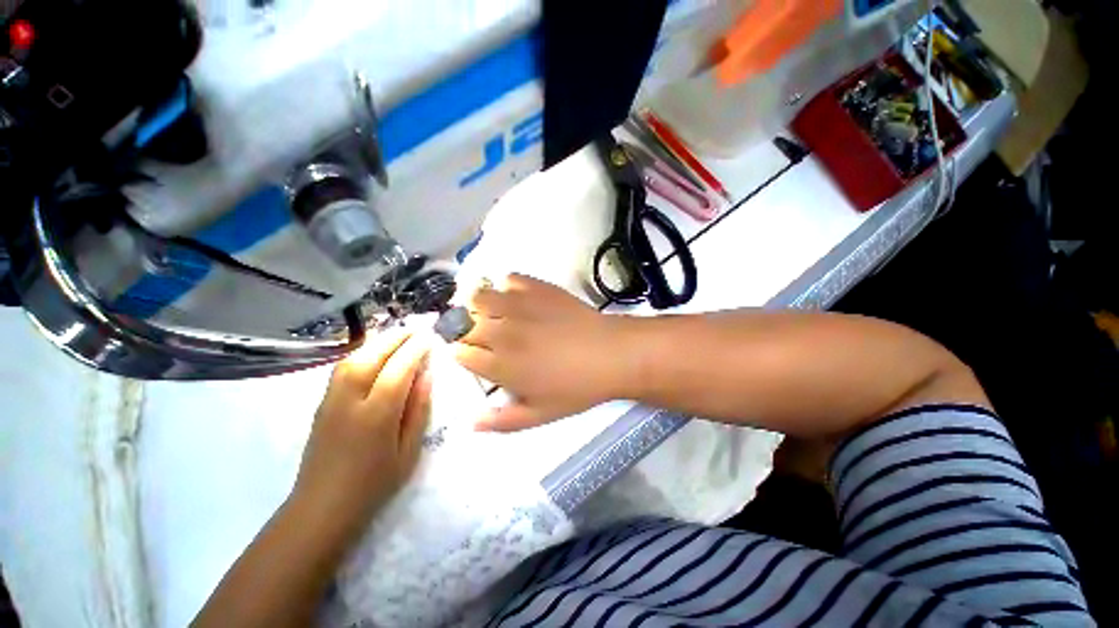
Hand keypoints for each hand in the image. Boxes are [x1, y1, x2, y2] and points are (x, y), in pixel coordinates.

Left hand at [294, 329, 431, 532]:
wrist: (321, 509)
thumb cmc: (374, 484)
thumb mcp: (408, 451)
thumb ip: (418, 410)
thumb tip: (427, 376)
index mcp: (376, 416)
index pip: (398, 370)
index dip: (415, 350)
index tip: (430, 336)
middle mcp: (350, 401)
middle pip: (372, 357)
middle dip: (396, 338)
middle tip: (417, 328)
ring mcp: (330, 401)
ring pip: (354, 359)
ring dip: (378, 342)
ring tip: (399, 336)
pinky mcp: (321, 404)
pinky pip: (343, 369)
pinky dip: (362, 353)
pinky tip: (374, 353)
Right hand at [453, 274, 633, 430]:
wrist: (610, 354)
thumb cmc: (576, 388)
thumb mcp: (540, 415)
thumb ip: (503, 421)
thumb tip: (472, 423)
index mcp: (500, 365)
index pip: (460, 353)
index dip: (462, 354)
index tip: (472, 355)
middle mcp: (501, 332)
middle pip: (463, 324)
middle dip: (464, 330)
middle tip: (481, 335)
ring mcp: (518, 306)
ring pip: (478, 296)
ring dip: (477, 304)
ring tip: (490, 312)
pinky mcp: (537, 287)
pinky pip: (509, 279)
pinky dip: (507, 287)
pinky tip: (517, 297)